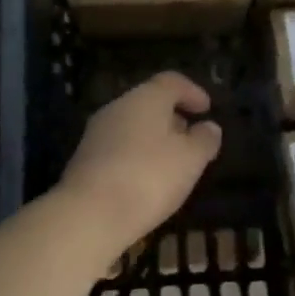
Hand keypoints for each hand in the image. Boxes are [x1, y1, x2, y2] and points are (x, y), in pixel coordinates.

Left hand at [57, 71, 222, 249]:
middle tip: (192, 138)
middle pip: (149, 102)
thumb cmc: (148, 177)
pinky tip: (146, 179)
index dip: (192, 92)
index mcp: (145, 98)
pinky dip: (137, 155)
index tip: (207, 109)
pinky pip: (118, 147)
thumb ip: (204, 140)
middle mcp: (117, 107)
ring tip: (172, 162)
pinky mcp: (85, 158)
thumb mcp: (190, 160)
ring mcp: (97, 132)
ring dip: (154, 138)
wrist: (89, 214)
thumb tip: (209, 127)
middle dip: (173, 117)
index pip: (171, 82)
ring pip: (132, 125)